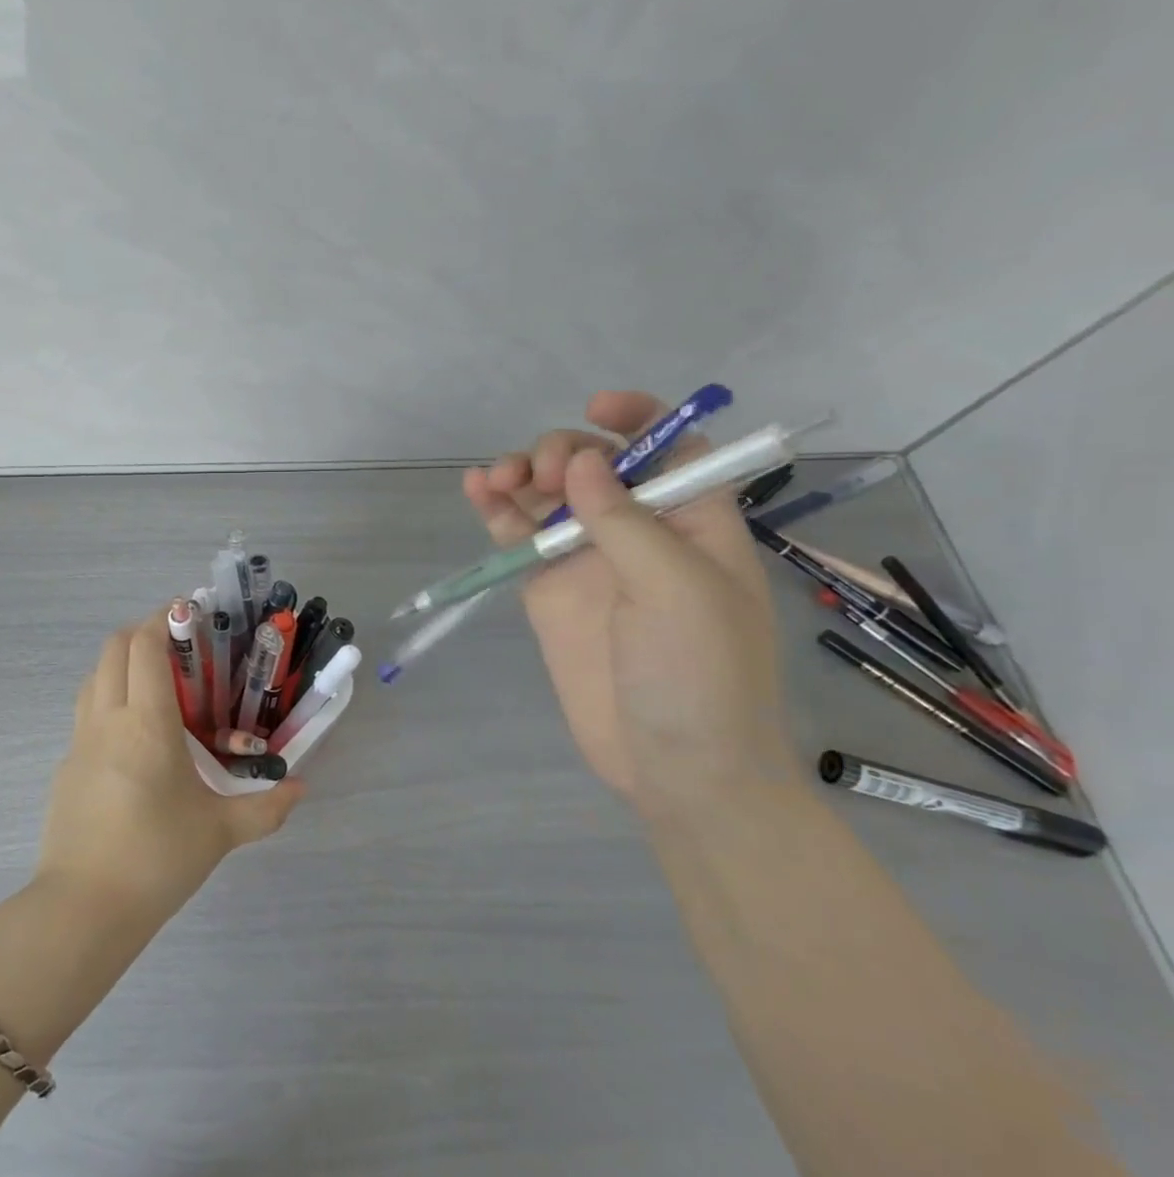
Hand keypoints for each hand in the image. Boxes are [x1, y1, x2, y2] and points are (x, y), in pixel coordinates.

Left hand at [36, 613, 304, 932]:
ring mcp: (79, 742)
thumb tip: (301, 789)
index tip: (190, 612)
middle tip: (179, 646)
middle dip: (143, 632)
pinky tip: (133, 736)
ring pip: (94, 676)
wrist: (83, 909)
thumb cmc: (157, 859)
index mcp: (146, 724)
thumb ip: (266, 808)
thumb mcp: (220, 832)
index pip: (144, 646)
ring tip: (157, 684)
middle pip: (113, 648)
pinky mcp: (65, 766)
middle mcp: (107, 720)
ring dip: (122, 663)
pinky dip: (108, 698)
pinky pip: (85, 712)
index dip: (164, 618)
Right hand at [463, 390, 795, 817]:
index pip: (672, 449)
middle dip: (562, 452)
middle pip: (596, 466)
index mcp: (694, 523)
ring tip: (494, 480)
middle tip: (538, 475)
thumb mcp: (677, 588)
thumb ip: (625, 520)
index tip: (596, 409)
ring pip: (550, 497)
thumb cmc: (700, 674)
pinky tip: (475, 489)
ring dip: (520, 475)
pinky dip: (497, 510)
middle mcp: (640, 533)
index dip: (640, 420)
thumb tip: (582, 458)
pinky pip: (521, 538)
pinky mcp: (550, 590)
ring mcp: (590, 561)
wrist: (674, 766)